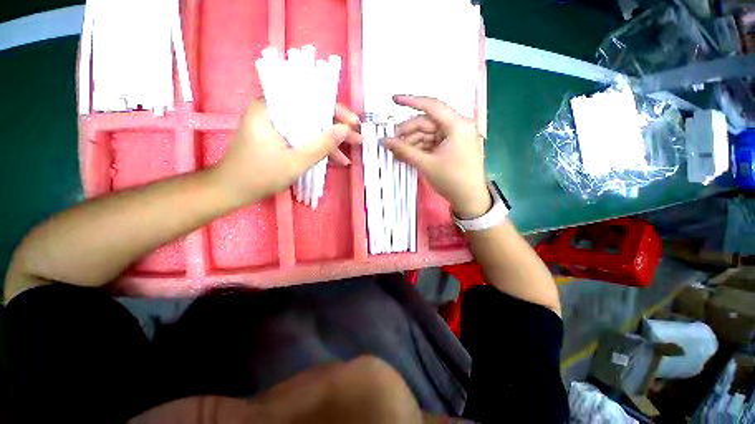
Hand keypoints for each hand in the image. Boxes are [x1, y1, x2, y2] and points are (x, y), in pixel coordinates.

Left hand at [211, 98, 362, 204]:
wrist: (233, 190)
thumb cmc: (260, 175)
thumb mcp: (296, 162)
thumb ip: (322, 145)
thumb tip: (345, 129)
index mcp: (271, 108)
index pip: (309, 99)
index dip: (335, 111)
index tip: (353, 124)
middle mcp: (273, 110)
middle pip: (311, 114)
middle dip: (336, 129)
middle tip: (357, 139)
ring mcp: (275, 124)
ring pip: (309, 128)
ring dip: (329, 142)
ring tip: (348, 155)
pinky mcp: (278, 137)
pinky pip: (302, 137)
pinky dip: (317, 148)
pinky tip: (334, 159)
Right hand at [384, 95, 489, 218]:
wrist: (469, 200)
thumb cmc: (451, 180)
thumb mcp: (426, 164)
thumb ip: (404, 150)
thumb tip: (384, 141)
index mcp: (457, 125)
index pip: (431, 106)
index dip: (410, 101)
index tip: (393, 99)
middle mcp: (457, 126)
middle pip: (426, 123)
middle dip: (407, 133)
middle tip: (390, 143)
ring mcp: (454, 137)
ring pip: (427, 134)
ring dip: (411, 143)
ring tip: (395, 153)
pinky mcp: (451, 147)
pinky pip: (431, 143)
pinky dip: (419, 149)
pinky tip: (406, 155)